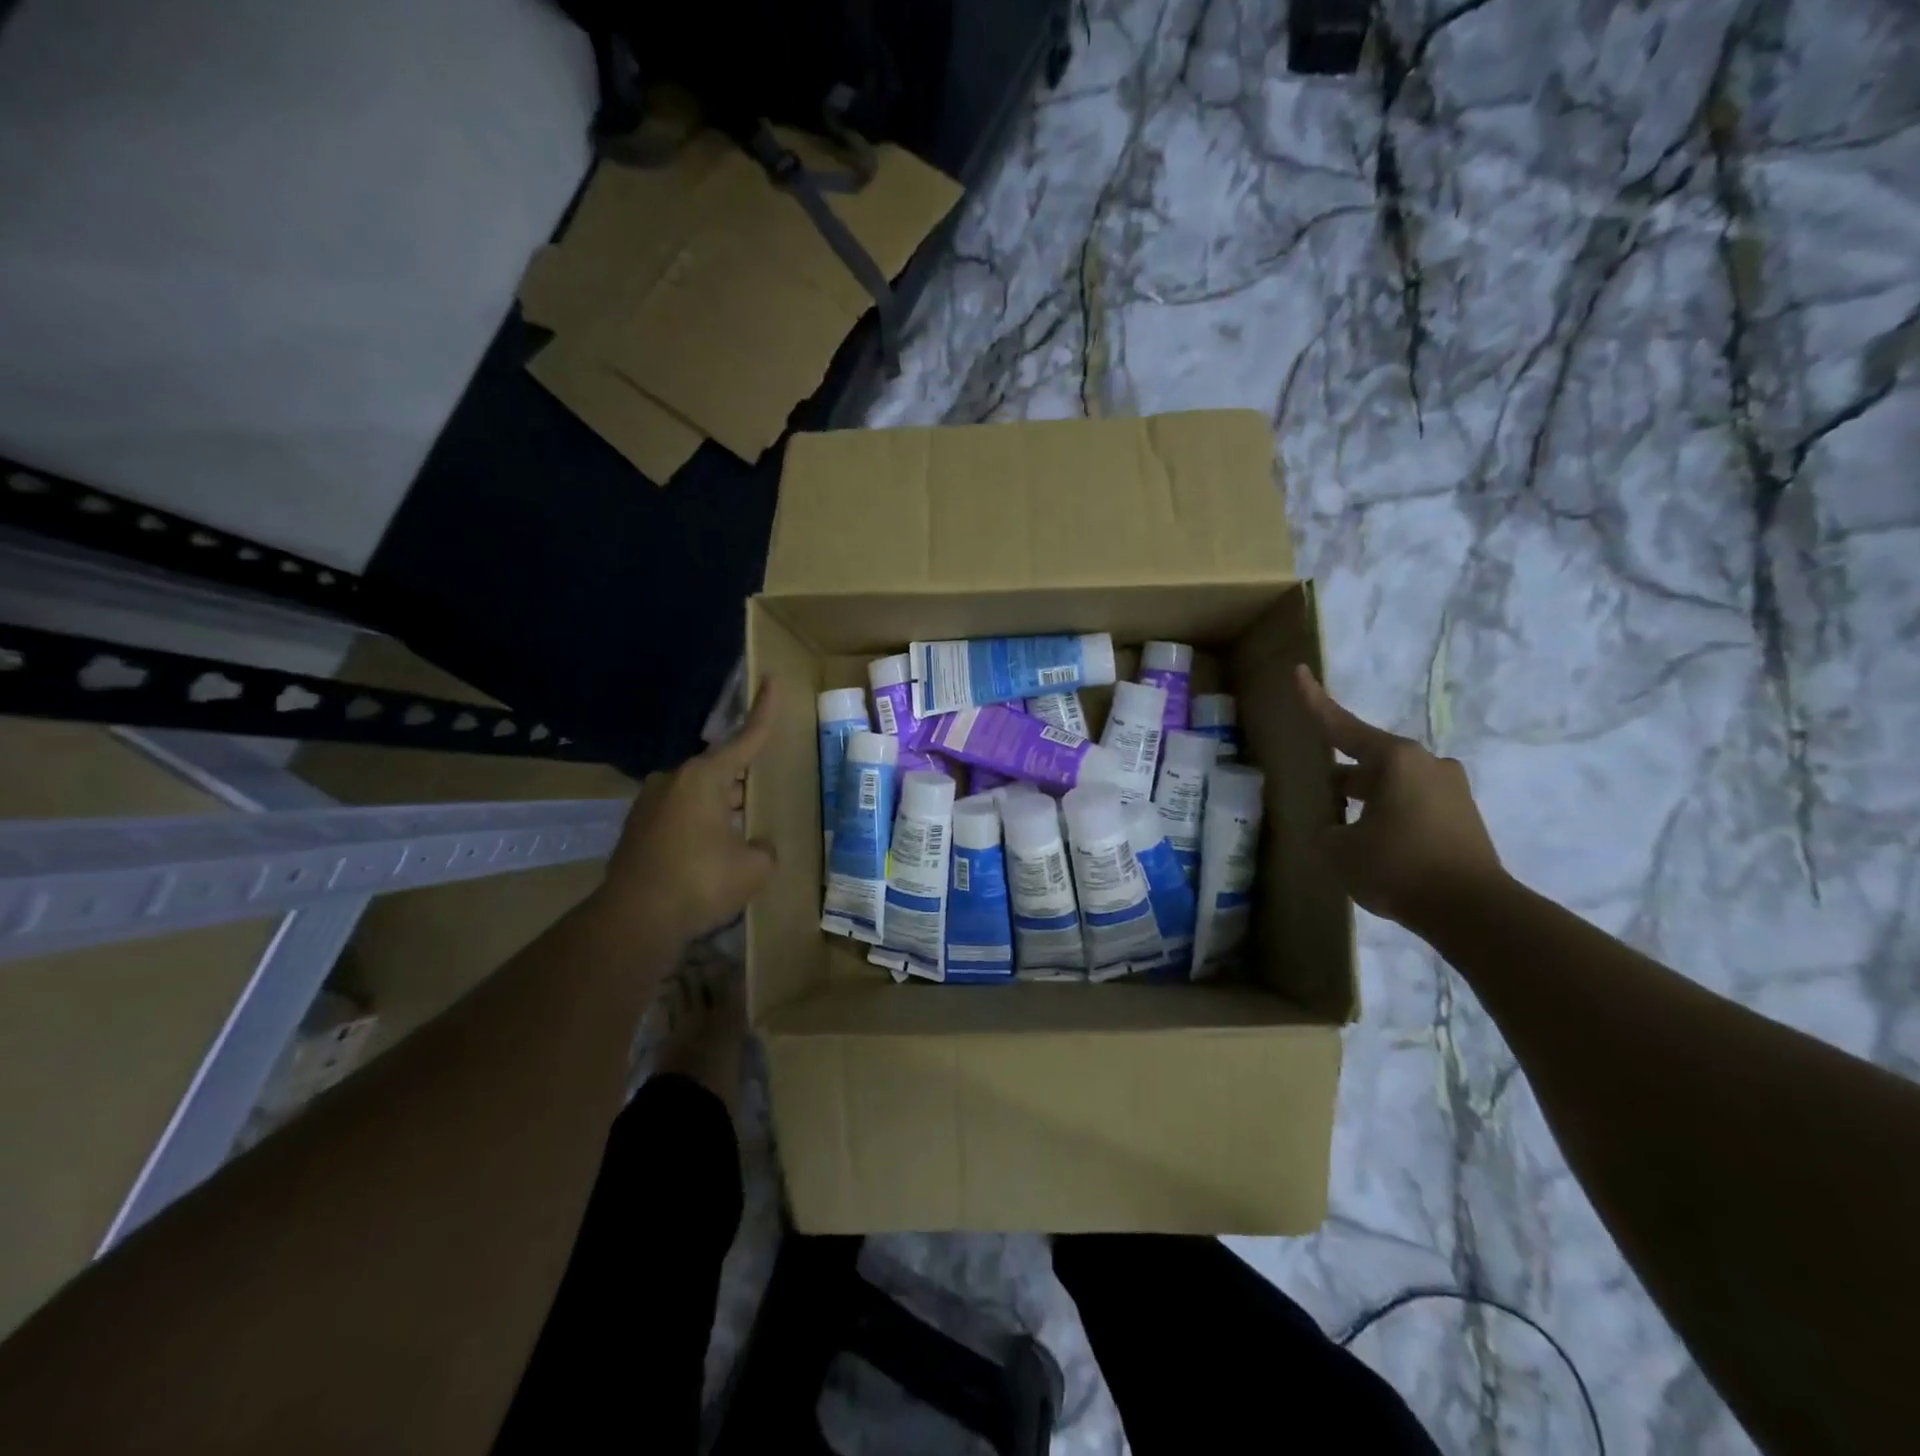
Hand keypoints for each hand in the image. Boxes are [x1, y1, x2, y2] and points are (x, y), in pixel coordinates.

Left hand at [596, 679, 780, 942]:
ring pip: (699, 797)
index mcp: (704, 777)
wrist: (635, 920)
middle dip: (742, 785)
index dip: (764, 711)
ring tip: (739, 837)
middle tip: (763, 801)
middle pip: (720, 772)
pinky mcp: (636, 829)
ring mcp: (649, 804)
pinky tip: (711, 856)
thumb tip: (755, 847)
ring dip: (720, 811)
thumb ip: (763, 848)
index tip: (772, 679)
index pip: (745, 738)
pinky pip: (680, 817)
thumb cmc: (701, 882)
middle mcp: (673, 780)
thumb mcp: (754, 867)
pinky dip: (699, 828)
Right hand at [1294, 665, 1507, 931]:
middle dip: (1341, 776)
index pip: (1341, 726)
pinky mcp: (1463, 816)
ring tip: (1344, 829)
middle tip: (1317, 795)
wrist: (1474, 912)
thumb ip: (1324, 830)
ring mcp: (1450, 788)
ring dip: (1366, 799)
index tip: (1300, 673)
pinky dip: (1389, 815)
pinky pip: (1412, 804)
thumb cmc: (1397, 867)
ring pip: (1392, 784)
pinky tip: (1375, 845)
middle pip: (1368, 760)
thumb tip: (1332, 828)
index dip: (1315, 702)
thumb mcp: (1338, 850)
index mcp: (1393, 759)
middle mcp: (1425, 763)